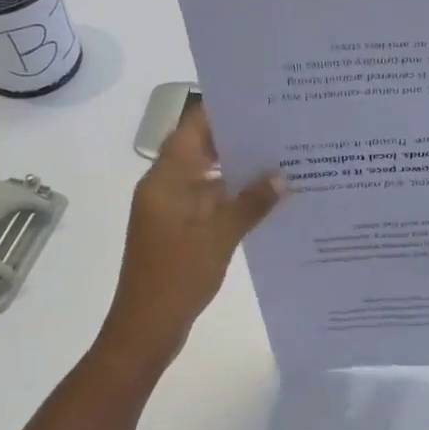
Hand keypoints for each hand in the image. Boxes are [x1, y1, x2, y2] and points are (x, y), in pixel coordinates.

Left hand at [98, 105, 283, 367]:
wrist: (146, 329)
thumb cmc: (176, 277)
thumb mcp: (218, 238)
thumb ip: (250, 204)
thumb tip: (281, 176)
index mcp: (165, 180)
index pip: (192, 129)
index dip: (221, 112)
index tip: (258, 101)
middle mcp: (166, 188)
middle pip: (201, 150)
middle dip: (237, 140)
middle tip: (280, 128)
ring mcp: (172, 211)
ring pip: (208, 178)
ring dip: (238, 171)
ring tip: (282, 159)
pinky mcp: (181, 231)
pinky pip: (209, 203)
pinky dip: (233, 198)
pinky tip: (267, 199)